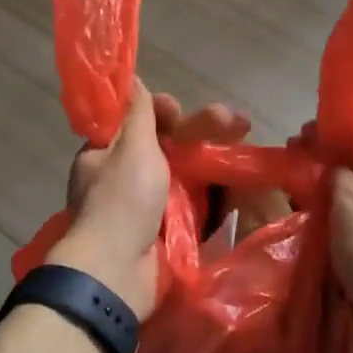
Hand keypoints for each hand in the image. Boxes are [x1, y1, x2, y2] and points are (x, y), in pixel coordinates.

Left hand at [50, 83, 250, 318]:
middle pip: (167, 146)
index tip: (176, 109)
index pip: (134, 122)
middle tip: (237, 120)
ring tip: (247, 147)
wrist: (118, 274)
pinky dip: (214, 193)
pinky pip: (193, 204)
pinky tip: (241, 183)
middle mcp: (124, 178)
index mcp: (105, 155)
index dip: (159, 112)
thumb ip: (138, 114)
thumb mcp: (130, 147)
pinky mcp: (166, 232)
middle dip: (201, 131)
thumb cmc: (122, 201)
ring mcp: (146, 207)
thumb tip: (130, 79)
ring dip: (213, 159)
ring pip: (184, 174)